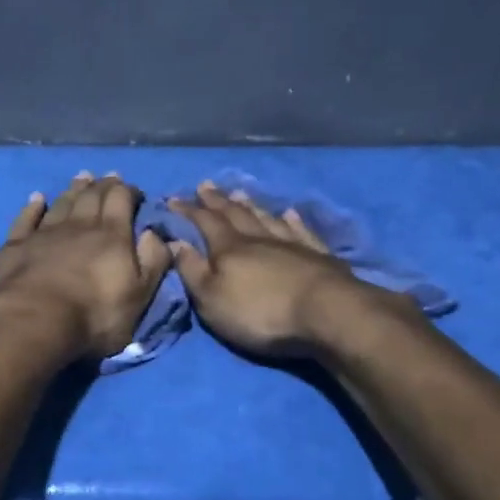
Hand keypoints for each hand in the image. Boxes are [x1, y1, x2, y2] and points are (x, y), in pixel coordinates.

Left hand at [0, 173, 171, 360]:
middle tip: (107, 177)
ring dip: (73, 190)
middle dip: (102, 185)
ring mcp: (44, 233)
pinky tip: (36, 199)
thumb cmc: (94, 314)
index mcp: (111, 235)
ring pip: (61, 204)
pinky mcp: (16, 246)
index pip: (121, 200)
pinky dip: (33, 207)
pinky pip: (26, 219)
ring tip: (80, 179)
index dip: (128, 191)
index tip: (133, 190)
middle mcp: (79, 226)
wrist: (33, 321)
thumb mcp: (139, 295)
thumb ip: (153, 261)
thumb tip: (158, 233)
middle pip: (91, 197)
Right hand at [168, 183, 405, 356]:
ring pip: (267, 218)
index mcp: (229, 249)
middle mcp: (259, 239)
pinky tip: (289, 213)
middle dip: (217, 201)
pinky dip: (293, 221)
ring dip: (252, 206)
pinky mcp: (319, 257)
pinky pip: (302, 231)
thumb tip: (175, 242)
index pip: (205, 222)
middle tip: (205, 186)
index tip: (174, 199)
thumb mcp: (211, 299)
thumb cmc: (260, 312)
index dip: (189, 211)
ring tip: (240, 193)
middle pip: (235, 214)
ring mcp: (292, 245)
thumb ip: (192, 270)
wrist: (325, 314)